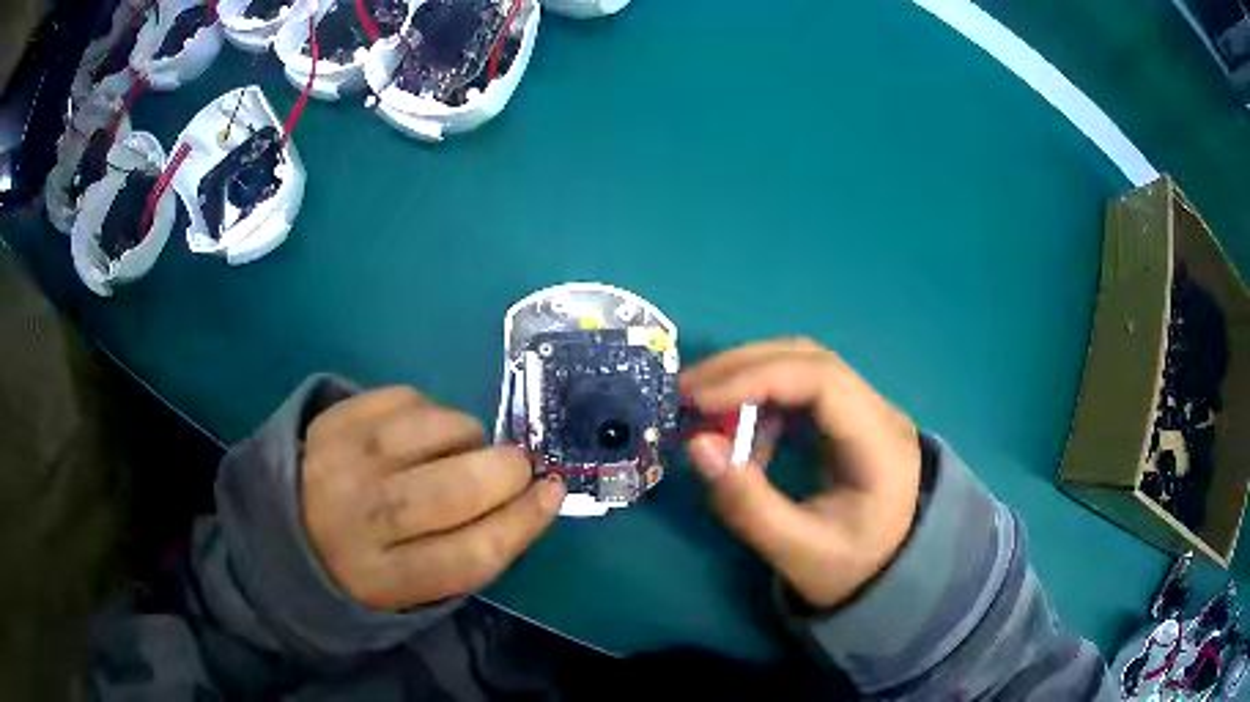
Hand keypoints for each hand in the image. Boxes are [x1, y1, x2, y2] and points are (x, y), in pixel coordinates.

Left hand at [301, 387, 565, 609]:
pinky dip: (434, 411)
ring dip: (469, 435)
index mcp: (384, 579)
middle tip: (517, 465)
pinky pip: (407, 398)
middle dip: (504, 470)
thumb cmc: (366, 566)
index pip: (471, 553)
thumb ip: (472, 550)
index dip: (524, 520)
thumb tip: (534, 493)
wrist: (287, 528)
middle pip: (452, 489)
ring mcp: (342, 460)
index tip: (553, 492)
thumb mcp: (416, 588)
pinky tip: (425, 432)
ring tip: (463, 449)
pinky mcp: (334, 418)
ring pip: (433, 431)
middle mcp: (359, 520)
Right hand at [682, 338, 920, 608]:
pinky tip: (740, 432)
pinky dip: (760, 399)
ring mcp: (864, 409)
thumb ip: (747, 504)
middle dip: (742, 368)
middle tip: (685, 391)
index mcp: (880, 443)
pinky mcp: (847, 417)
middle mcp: (879, 411)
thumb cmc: (847, 567)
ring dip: (748, 378)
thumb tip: (696, 445)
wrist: (886, 575)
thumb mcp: (796, 551)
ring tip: (703, 409)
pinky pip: (799, 388)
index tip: (699, 399)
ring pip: (801, 364)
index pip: (821, 378)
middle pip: (809, 358)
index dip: (756, 378)